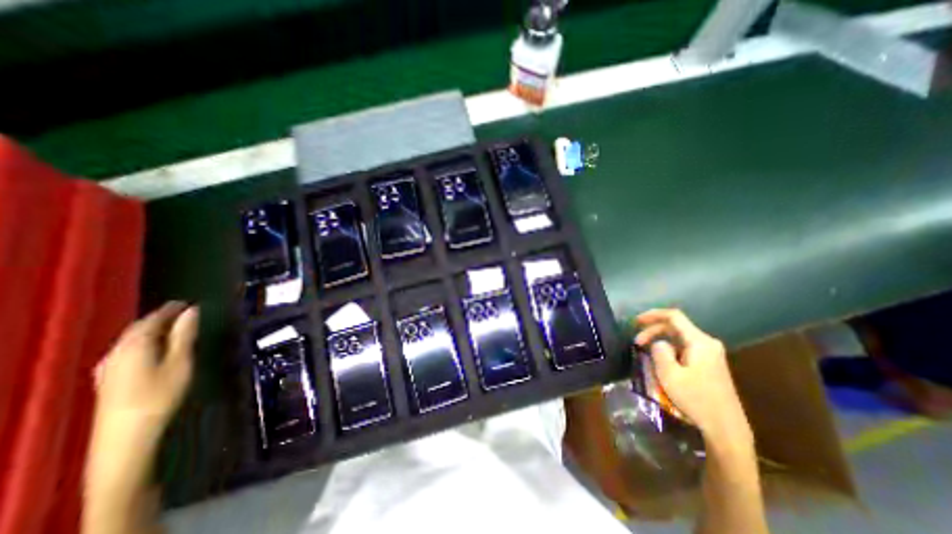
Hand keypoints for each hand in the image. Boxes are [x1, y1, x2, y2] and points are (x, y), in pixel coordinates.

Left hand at [84, 303, 197, 533]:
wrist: (125, 435)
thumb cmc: (161, 394)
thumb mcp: (181, 361)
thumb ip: (185, 335)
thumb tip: (193, 310)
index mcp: (135, 345)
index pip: (153, 319)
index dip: (171, 309)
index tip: (188, 302)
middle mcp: (116, 351)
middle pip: (138, 328)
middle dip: (160, 318)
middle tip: (182, 311)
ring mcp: (108, 366)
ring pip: (130, 339)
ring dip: (151, 330)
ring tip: (171, 326)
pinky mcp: (108, 378)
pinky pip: (125, 350)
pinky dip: (142, 342)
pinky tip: (149, 348)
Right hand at [639, 307, 751, 444]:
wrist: (726, 428)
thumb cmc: (696, 399)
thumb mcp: (670, 374)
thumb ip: (660, 352)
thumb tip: (659, 343)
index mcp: (700, 342)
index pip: (674, 316)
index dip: (653, 314)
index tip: (636, 321)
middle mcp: (707, 343)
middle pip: (675, 327)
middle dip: (653, 331)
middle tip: (636, 343)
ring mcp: (710, 354)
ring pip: (679, 338)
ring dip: (659, 341)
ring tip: (645, 352)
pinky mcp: (709, 365)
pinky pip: (684, 349)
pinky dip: (669, 350)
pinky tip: (660, 362)